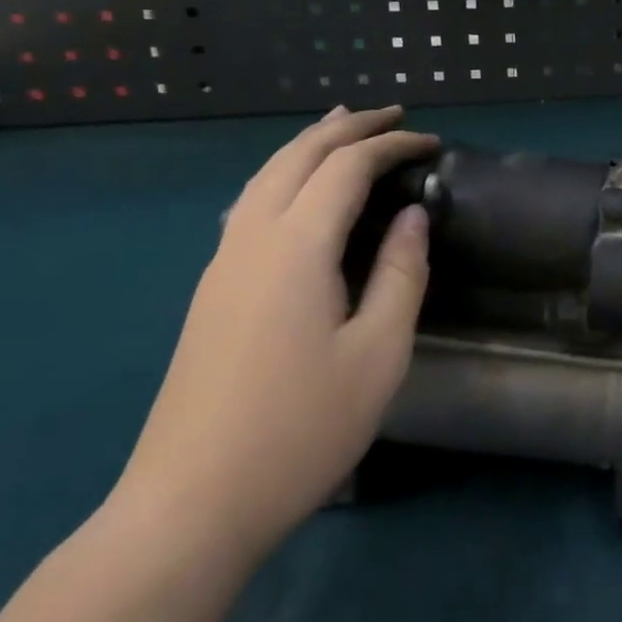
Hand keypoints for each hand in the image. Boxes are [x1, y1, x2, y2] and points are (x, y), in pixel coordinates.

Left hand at [113, 106, 437, 558]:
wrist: (189, 506)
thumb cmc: (300, 429)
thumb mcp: (378, 353)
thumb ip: (401, 274)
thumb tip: (411, 216)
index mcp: (295, 248)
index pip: (346, 167)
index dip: (391, 145)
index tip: (432, 142)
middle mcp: (251, 240)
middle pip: (296, 156)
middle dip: (346, 126)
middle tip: (392, 115)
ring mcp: (221, 266)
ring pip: (264, 176)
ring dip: (308, 144)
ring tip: (342, 128)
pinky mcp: (210, 293)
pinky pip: (249, 205)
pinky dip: (283, 175)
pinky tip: (296, 191)